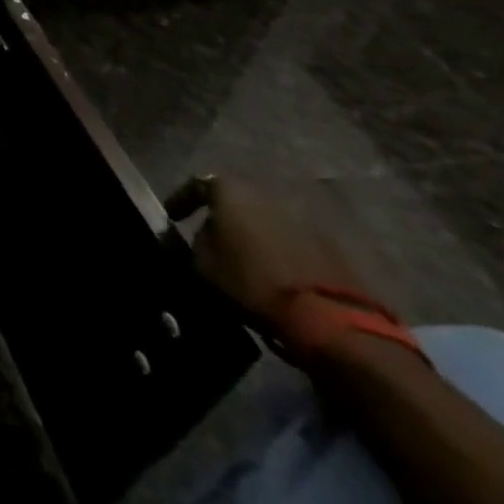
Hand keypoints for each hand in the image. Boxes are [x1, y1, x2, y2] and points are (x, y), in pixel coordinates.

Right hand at [166, 175, 364, 331]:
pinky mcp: (330, 245)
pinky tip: (275, 274)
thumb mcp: (204, 264)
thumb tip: (198, 237)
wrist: (328, 318)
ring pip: (266, 221)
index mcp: (230, 190)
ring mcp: (302, 217)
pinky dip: (280, 252)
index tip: (173, 219)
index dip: (181, 201)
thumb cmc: (251, 281)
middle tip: (212, 240)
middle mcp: (265, 193)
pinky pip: (292, 242)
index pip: (196, 184)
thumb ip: (195, 242)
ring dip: (254, 236)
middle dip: (223, 218)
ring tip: (245, 260)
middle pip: (236, 201)